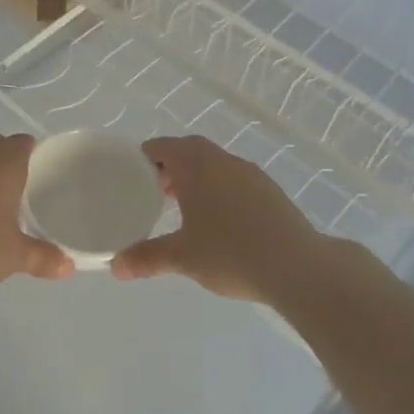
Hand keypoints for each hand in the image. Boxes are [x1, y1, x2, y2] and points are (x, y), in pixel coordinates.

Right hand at [111, 136, 326, 301]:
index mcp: (196, 165)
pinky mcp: (270, 191)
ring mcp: (250, 174)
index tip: (130, 178)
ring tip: (183, 210)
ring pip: (214, 165)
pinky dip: (218, 190)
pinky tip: (219, 222)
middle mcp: (223, 160)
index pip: (162, 146)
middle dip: (169, 168)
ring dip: (195, 179)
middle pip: (189, 151)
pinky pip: (234, 180)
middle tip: (153, 194)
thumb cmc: (231, 253)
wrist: (298, 266)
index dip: (143, 158)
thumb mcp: (182, 257)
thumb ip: (146, 258)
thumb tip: (115, 267)